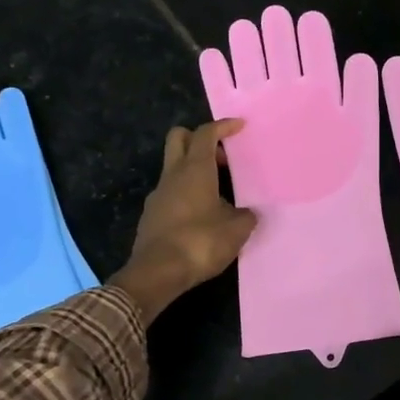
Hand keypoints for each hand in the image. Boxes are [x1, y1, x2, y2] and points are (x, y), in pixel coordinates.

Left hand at [111, 120, 257, 325]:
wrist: (157, 273)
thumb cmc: (200, 242)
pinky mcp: (151, 216)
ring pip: (174, 168)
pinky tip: (202, 216)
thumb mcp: (236, 230)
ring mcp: (158, 195)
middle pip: (178, 138)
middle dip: (199, 139)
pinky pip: (171, 193)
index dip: (223, 126)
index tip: (239, 126)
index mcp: (195, 170)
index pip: (206, 134)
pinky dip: (186, 194)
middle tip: (222, 158)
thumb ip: (245, 216)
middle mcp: (173, 175)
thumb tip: (248, 213)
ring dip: (194, 171)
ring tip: (218, 193)